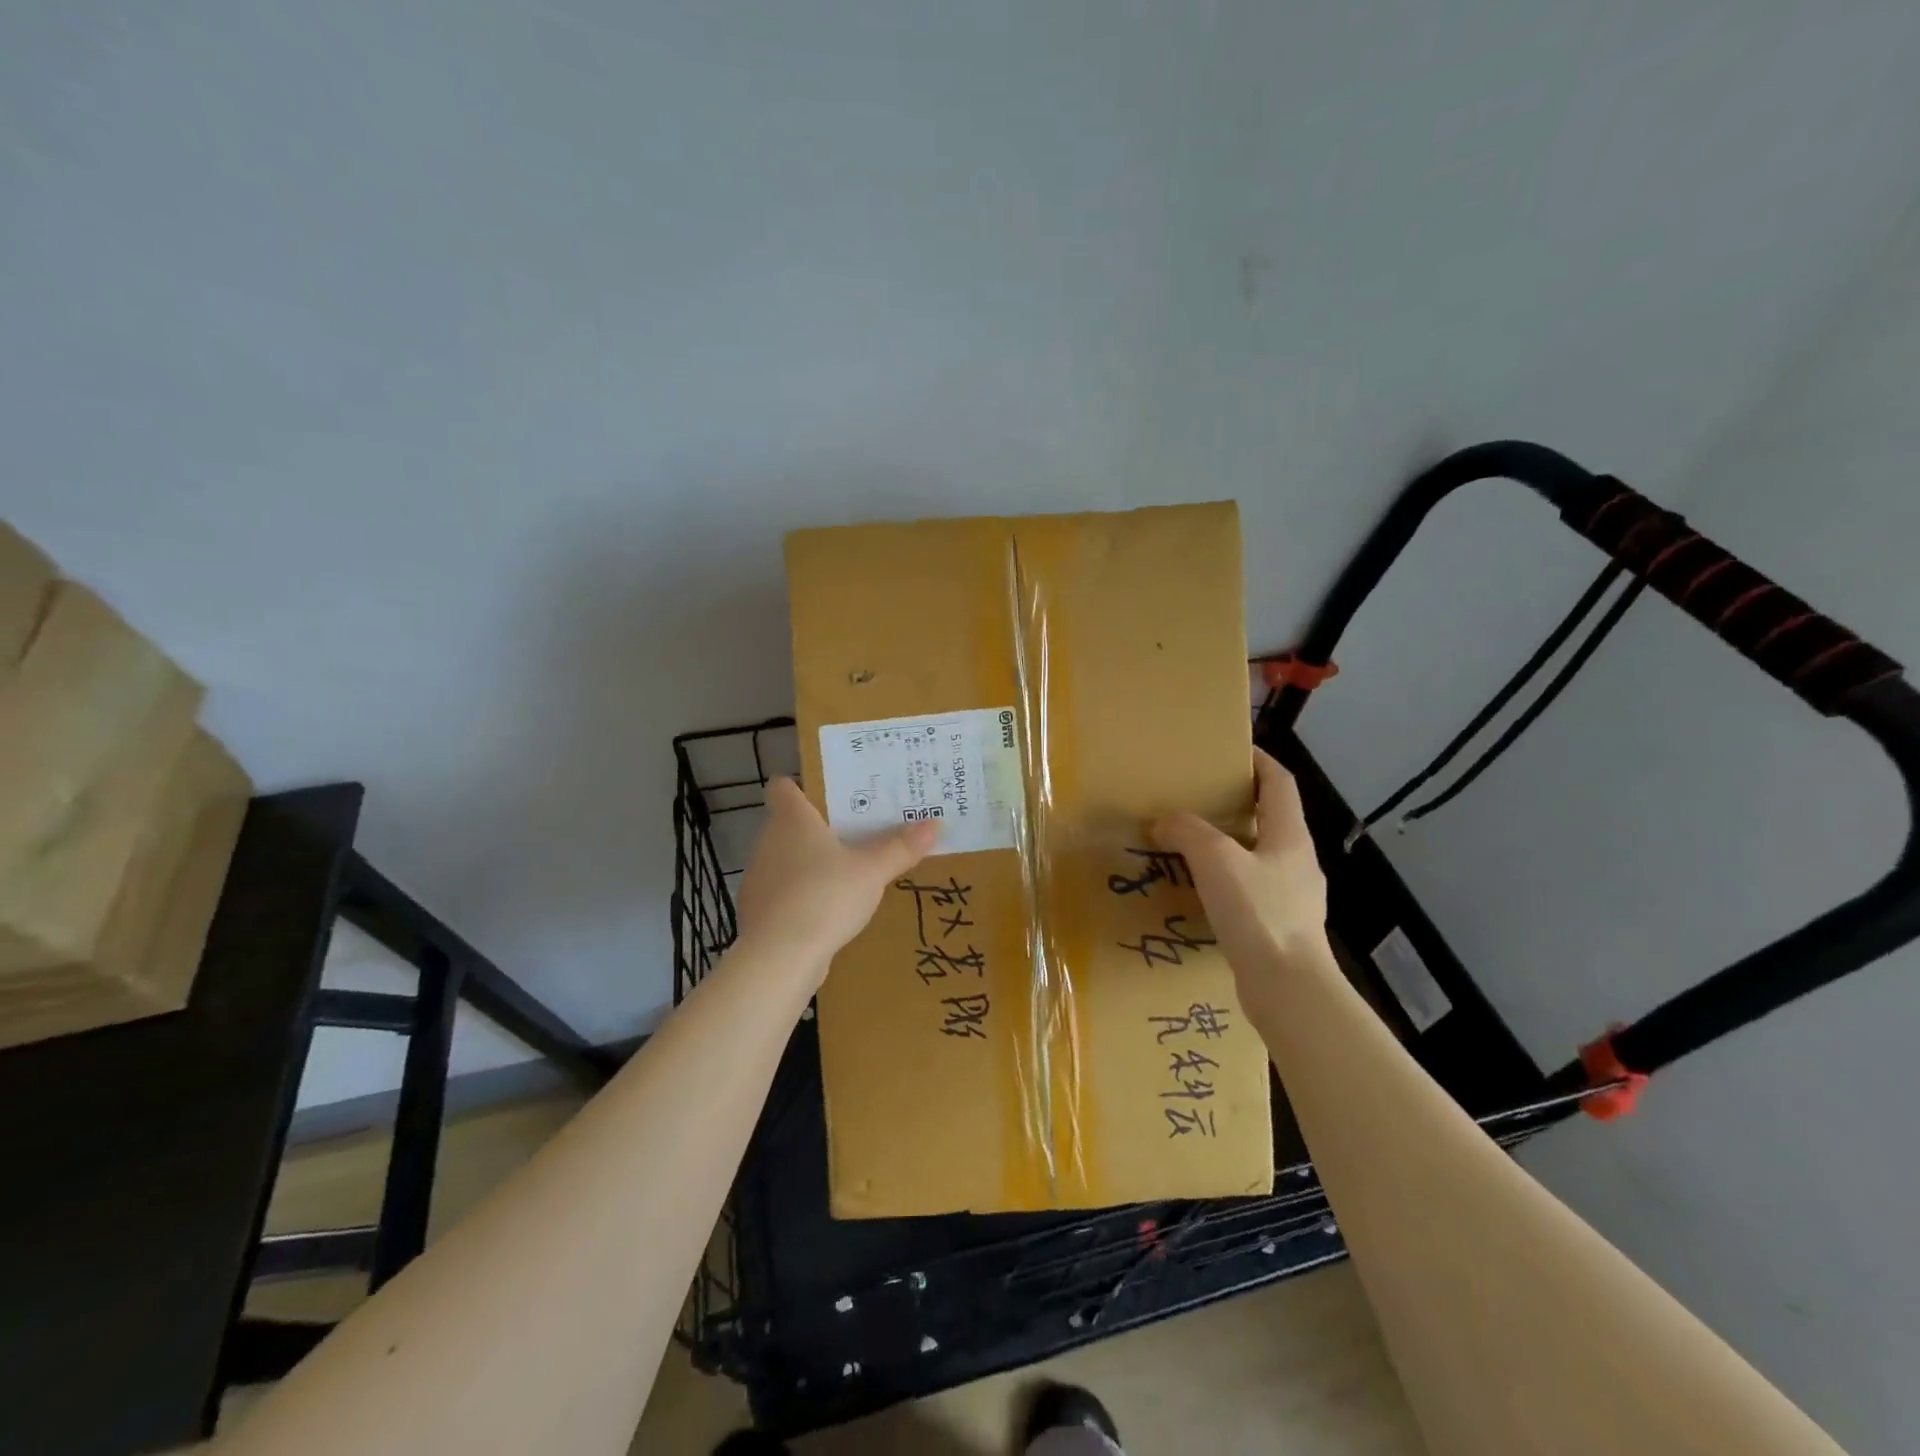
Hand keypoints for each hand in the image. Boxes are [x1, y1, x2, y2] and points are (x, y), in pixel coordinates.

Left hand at [736, 777, 938, 975]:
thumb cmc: (824, 896)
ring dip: (811, 863)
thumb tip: (934, 823)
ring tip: (849, 871)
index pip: (782, 786)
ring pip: (787, 859)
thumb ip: (900, 847)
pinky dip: (804, 895)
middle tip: (858, 829)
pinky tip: (830, 910)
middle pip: (790, 824)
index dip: (800, 784)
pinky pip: (786, 892)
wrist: (778, 957)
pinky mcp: (759, 911)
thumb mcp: (872, 871)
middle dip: (820, 827)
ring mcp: (760, 878)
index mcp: (791, 819)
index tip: (829, 792)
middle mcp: (769, 841)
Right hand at [1152, 748, 1328, 970]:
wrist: (1288, 988)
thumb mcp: (1216, 861)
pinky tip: (1202, 894)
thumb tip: (1165, 821)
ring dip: (1229, 845)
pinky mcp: (1282, 927)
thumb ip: (1188, 832)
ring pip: (1259, 856)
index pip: (1280, 782)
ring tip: (1191, 846)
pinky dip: (1228, 882)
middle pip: (1270, 818)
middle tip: (1198, 799)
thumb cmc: (1258, 913)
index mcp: (1291, 836)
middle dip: (1237, 804)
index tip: (1232, 750)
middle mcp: (1298, 861)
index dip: (1259, 760)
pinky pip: (1253, 890)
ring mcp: (1294, 897)